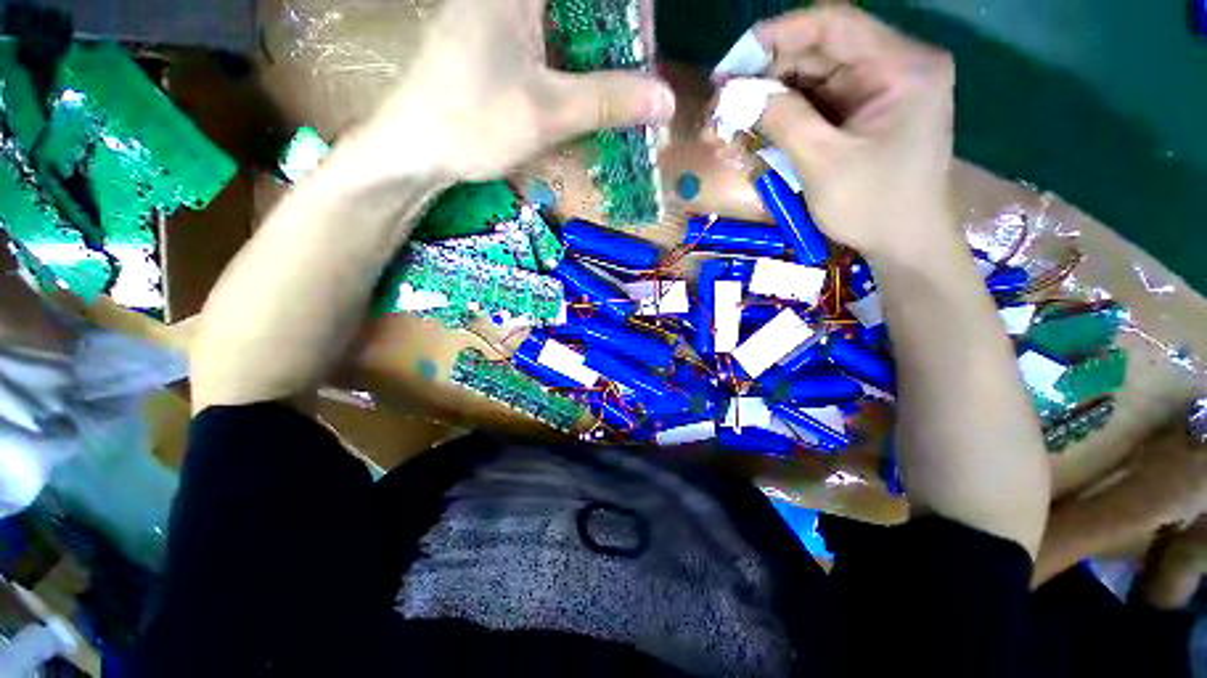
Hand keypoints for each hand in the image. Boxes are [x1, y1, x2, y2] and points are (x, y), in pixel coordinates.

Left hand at [359, 0, 674, 182]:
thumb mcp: (548, 112)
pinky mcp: (499, 37)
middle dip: (618, 34)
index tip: (644, 46)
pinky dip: (576, 62)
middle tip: (635, 78)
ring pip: (571, 19)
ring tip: (617, 92)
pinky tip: (584, 92)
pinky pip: (552, 37)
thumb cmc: (473, 123)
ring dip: (600, 53)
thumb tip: (666, 99)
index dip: (631, 10)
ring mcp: (504, 13)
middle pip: (586, 4)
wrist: (415, 147)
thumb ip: (610, 100)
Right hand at [750, 7, 955, 263]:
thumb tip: (736, 94)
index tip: (733, 62)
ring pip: (814, 78)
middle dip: (767, 73)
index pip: (833, 25)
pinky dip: (784, 116)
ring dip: (770, 97)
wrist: (905, 243)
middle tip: (723, 100)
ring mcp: (878, 91)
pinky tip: (756, 130)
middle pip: (820, 51)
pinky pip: (817, 104)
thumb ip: (783, 120)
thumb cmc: (873, 206)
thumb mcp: (823, 164)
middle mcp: (893, 66)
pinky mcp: (864, 114)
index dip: (778, 34)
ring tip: (731, 120)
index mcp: (901, 67)